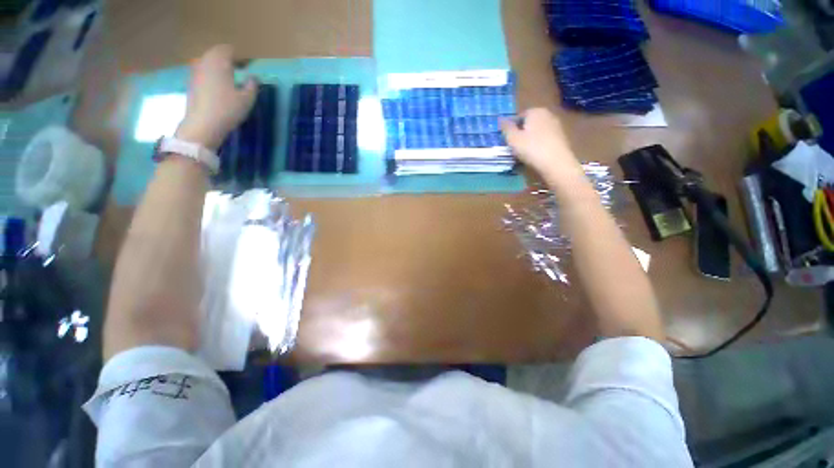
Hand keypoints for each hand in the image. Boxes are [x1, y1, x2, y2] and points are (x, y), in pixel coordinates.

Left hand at [176, 45, 257, 149]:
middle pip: (216, 54)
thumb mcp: (247, 99)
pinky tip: (218, 87)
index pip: (228, 50)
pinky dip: (210, 75)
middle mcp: (205, 62)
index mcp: (219, 62)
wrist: (203, 124)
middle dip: (227, 59)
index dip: (238, 56)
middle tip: (238, 71)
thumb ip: (252, 85)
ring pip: (207, 62)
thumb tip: (253, 78)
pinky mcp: (190, 82)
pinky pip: (202, 72)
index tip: (247, 66)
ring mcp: (195, 72)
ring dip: (218, 67)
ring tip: (228, 79)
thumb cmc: (228, 109)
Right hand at [501, 108, 584, 187]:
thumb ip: (506, 128)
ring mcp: (556, 125)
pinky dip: (539, 144)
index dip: (512, 128)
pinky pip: (545, 138)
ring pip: (537, 131)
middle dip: (522, 132)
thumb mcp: (513, 139)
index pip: (519, 116)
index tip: (508, 140)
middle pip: (529, 123)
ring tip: (524, 152)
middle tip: (515, 146)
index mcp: (535, 111)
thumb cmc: (531, 148)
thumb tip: (501, 119)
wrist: (556, 162)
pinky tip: (536, 154)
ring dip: (530, 139)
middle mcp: (547, 114)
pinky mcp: (561, 136)